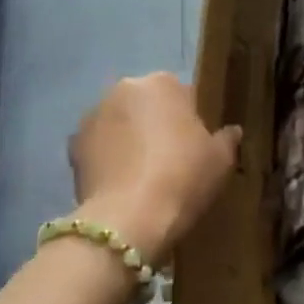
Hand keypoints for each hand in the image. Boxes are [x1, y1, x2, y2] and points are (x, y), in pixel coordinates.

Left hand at [67, 74, 241, 266]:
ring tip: (142, 175)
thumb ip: (227, 139)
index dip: (192, 121)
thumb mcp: (220, 160)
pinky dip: (107, 159)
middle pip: (147, 105)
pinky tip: (121, 185)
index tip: (197, 146)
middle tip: (171, 160)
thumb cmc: (183, 177)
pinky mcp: (71, 147)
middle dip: (156, 124)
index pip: (184, 95)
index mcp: (163, 83)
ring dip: (129, 139)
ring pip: (120, 123)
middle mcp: (124, 89)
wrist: (128, 219)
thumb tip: (231, 131)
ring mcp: (92, 116)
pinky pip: (99, 147)